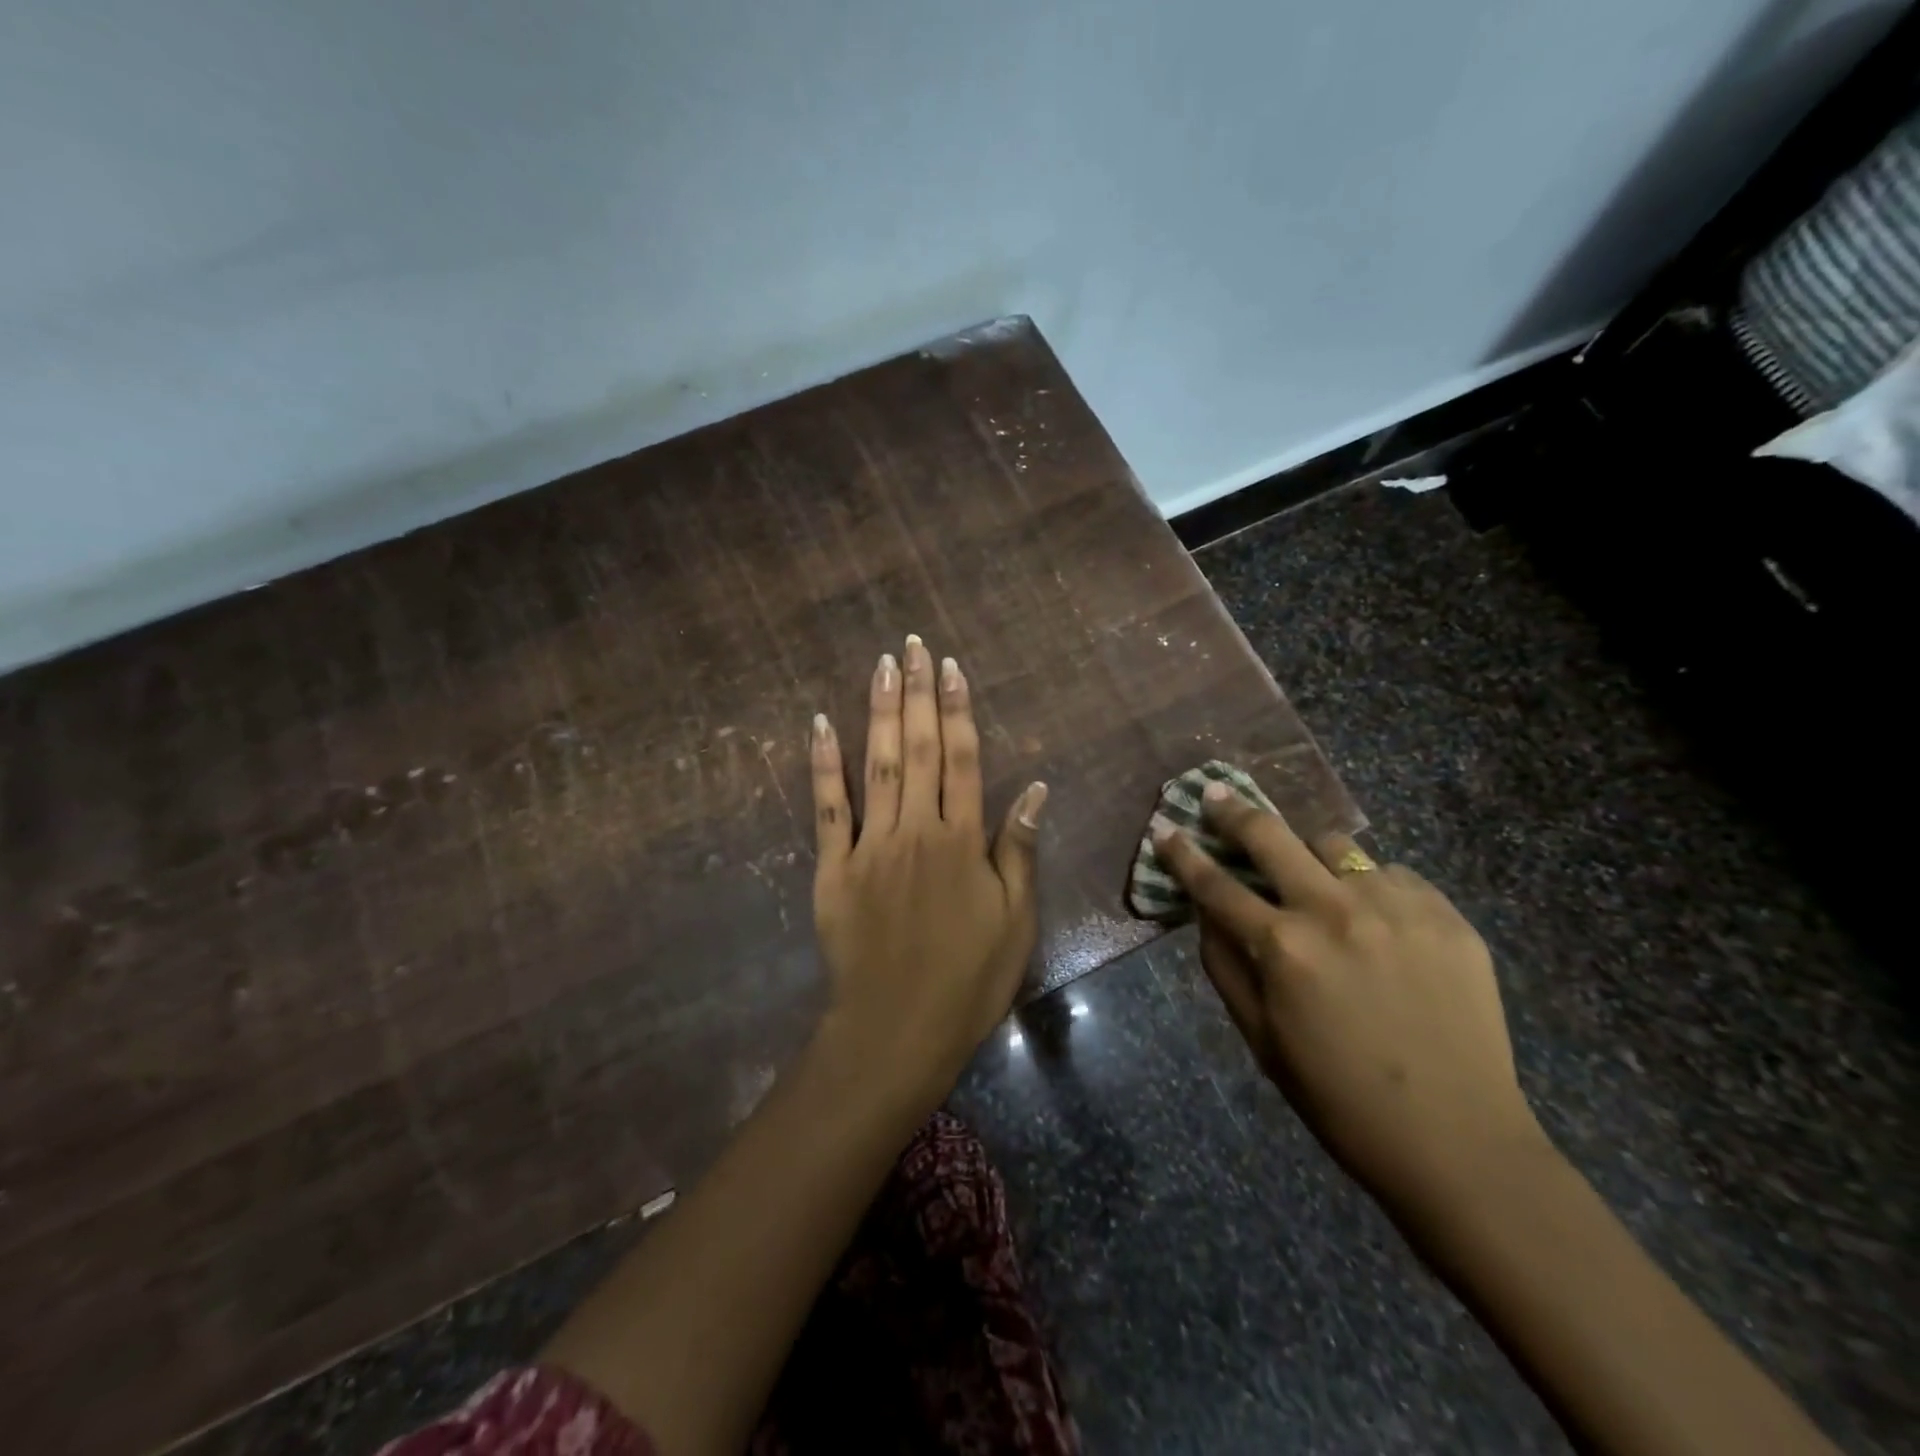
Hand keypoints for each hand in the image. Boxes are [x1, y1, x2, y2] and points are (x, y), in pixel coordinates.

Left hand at [809, 636, 1046, 1111]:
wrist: (898, 1029)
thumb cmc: (968, 978)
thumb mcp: (1015, 920)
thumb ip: (1019, 849)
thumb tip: (1036, 787)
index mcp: (962, 841)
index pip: (963, 759)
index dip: (958, 710)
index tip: (952, 668)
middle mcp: (917, 830)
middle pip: (918, 749)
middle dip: (918, 693)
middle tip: (914, 645)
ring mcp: (870, 846)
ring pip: (876, 766)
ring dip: (878, 712)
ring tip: (882, 665)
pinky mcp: (833, 868)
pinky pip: (827, 809)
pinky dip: (824, 766)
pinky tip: (821, 725)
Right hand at [1156, 786, 1549, 1219]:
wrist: (1458, 1142)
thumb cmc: (1339, 1098)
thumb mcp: (1260, 1038)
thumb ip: (1224, 965)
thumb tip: (1206, 911)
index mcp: (1283, 948)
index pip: (1215, 884)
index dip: (1182, 853)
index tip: (1165, 828)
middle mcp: (1335, 911)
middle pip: (1270, 836)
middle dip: (1233, 811)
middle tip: (1217, 795)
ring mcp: (1396, 907)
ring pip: (1336, 847)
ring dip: (1312, 857)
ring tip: (1316, 881)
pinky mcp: (1446, 915)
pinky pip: (1393, 876)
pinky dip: (1372, 888)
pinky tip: (1379, 922)